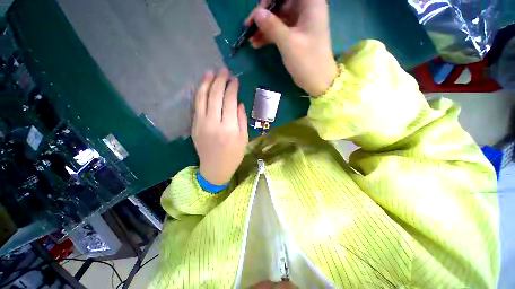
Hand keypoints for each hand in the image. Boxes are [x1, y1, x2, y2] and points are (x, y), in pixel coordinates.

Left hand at [192, 69, 247, 185]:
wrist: (215, 169)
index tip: (235, 79)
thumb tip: (239, 103)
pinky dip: (199, 94)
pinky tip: (202, 87)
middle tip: (223, 71)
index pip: (230, 101)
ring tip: (210, 72)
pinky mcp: (194, 126)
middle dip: (219, 80)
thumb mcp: (244, 138)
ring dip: (206, 83)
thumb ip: (242, 119)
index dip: (232, 88)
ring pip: (202, 98)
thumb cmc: (233, 155)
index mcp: (230, 127)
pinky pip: (196, 106)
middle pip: (215, 96)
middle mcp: (214, 123)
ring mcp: (201, 124)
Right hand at [246, 0, 337, 95]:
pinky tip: (257, 43)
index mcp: (310, 3)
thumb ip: (272, 26)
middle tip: (249, 27)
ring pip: (278, 17)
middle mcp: (306, 9)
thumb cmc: (307, 61)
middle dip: (264, 14)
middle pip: (281, 3)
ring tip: (250, 39)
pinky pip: (279, 30)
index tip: (259, 12)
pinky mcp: (295, 35)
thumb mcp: (288, 44)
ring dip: (264, 27)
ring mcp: (300, 23)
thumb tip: (257, 14)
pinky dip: (269, 36)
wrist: (317, 81)